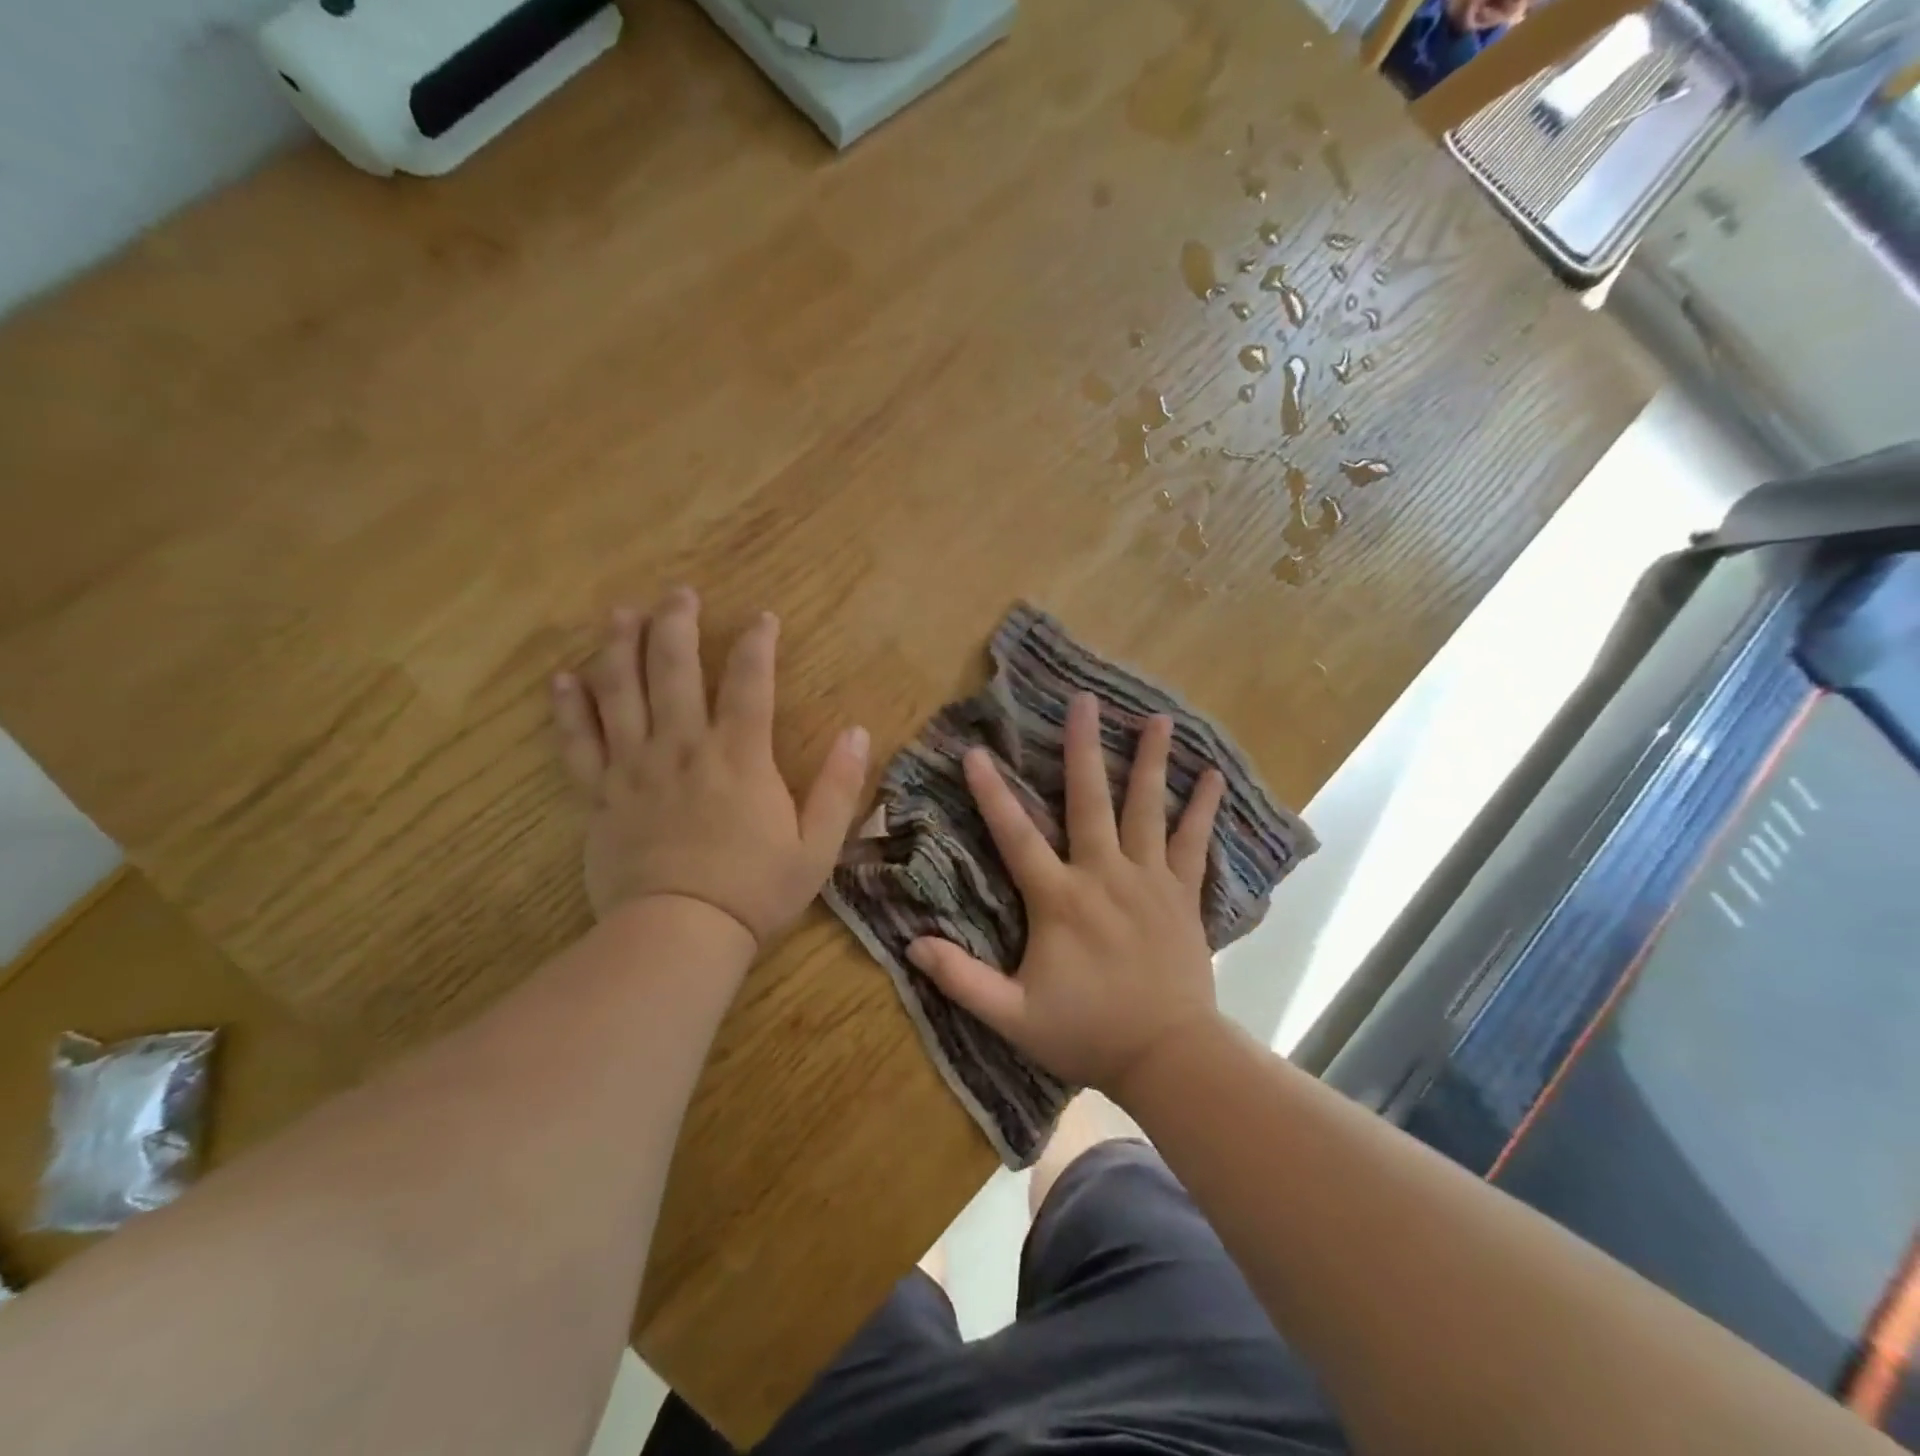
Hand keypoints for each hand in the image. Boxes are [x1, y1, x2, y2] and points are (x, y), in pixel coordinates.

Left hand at [551, 588, 869, 948]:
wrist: (680, 935)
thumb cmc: (755, 891)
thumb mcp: (817, 845)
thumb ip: (838, 786)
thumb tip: (858, 732)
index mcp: (739, 756)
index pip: (749, 682)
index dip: (756, 643)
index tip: (762, 617)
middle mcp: (683, 747)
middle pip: (673, 669)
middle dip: (676, 625)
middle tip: (678, 593)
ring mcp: (634, 768)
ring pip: (619, 692)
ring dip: (619, 647)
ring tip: (621, 613)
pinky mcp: (599, 795)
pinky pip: (577, 743)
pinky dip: (568, 708)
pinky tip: (562, 679)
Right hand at [906, 692, 1226, 1097]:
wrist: (1168, 1056)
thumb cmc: (1087, 1034)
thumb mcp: (1013, 1016)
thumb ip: (962, 980)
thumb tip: (911, 944)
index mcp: (1059, 899)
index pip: (1016, 836)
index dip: (992, 793)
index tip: (977, 751)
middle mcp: (1104, 875)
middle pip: (1090, 801)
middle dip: (1083, 749)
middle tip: (1083, 701)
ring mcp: (1149, 881)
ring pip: (1148, 810)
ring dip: (1151, 762)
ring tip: (1158, 718)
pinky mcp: (1182, 894)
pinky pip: (1195, 843)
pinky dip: (1203, 809)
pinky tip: (1213, 777)